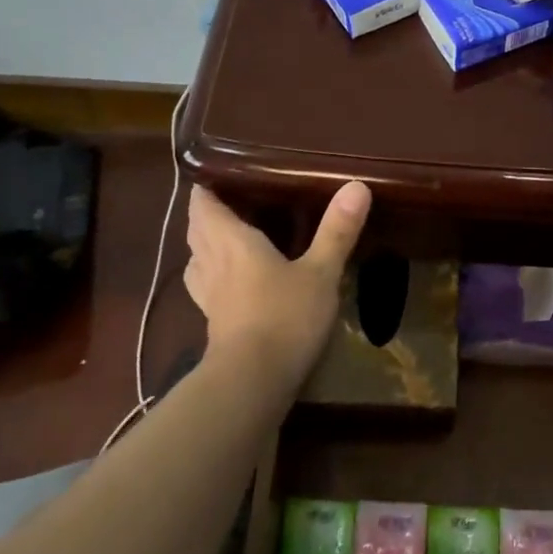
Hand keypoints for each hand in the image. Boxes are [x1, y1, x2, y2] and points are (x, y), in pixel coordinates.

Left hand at [183, 181, 371, 384]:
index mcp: (233, 242)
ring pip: (195, 259)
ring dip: (202, 244)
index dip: (205, 187)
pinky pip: (203, 287)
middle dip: (205, 212)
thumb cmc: (285, 317)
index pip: (204, 204)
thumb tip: (357, 185)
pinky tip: (227, 283)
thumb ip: (337, 230)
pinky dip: (209, 275)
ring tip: (222, 236)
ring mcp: (209, 296)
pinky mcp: (213, 324)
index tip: (217, 171)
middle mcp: (213, 263)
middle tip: (227, 199)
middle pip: (196, 229)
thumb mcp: (321, 272)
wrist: (252, 382)